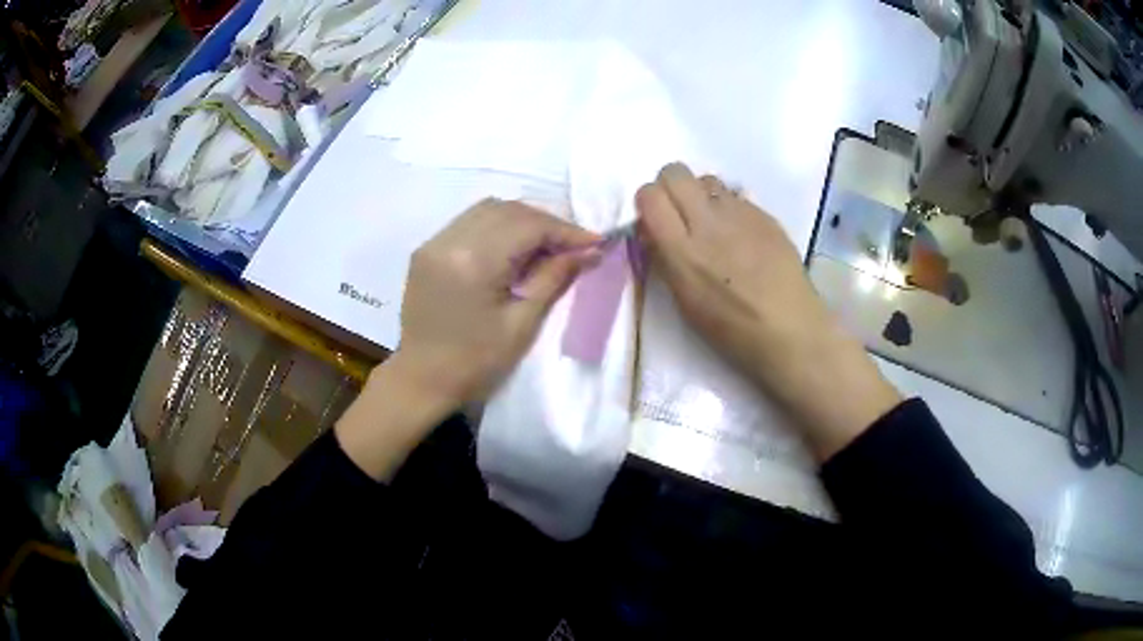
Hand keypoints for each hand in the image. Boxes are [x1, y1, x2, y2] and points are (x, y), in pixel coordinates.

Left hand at [336, 199, 598, 479]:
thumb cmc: (475, 364)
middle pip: (508, 210)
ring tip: (546, 246)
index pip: (528, 226)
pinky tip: (513, 249)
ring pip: (488, 210)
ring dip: (522, 221)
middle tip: (574, 246)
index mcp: (472, 262)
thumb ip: (554, 278)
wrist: (422, 381)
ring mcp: (433, 242)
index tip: (596, 243)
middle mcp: (449, 240)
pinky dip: (497, 228)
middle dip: (546, 223)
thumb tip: (590, 251)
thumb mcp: (522, 324)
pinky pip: (469, 223)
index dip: (566, 231)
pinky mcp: (426, 250)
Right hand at [636, 163, 900, 460]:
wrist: (791, 332)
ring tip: (712, 223)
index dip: (648, 203)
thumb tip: (654, 231)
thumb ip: (666, 259)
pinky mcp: (765, 215)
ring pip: (707, 179)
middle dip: (670, 187)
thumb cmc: (733, 331)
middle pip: (675, 172)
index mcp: (683, 252)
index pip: (649, 195)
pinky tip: (741, 235)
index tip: (654, 221)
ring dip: (701, 195)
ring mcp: (741, 214)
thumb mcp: (685, 301)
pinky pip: (736, 196)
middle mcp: (709, 223)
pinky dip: (730, 208)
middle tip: (679, 213)